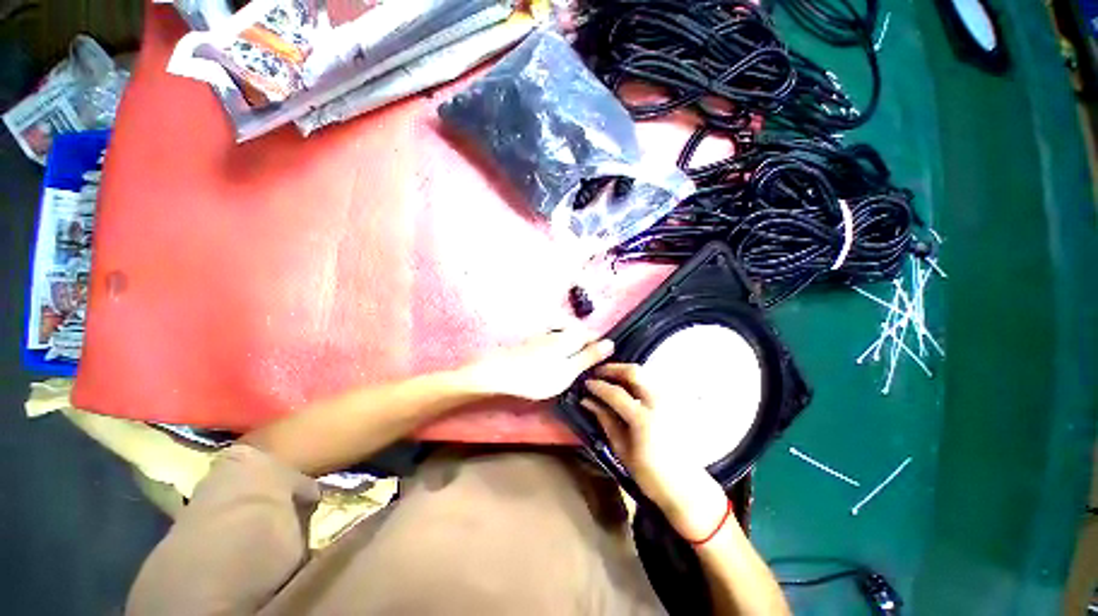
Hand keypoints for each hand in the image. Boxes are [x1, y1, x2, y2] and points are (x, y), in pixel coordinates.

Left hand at [462, 329, 614, 400]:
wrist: (499, 373)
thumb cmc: (537, 375)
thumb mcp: (568, 370)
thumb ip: (589, 357)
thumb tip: (610, 343)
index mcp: (570, 336)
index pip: (593, 335)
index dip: (600, 347)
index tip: (602, 363)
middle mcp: (559, 330)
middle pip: (579, 335)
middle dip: (586, 348)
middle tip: (586, 369)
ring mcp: (545, 334)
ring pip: (567, 339)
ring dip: (573, 350)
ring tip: (572, 369)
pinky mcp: (534, 341)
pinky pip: (555, 343)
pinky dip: (560, 352)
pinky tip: (555, 363)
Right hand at [583, 363, 727, 539]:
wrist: (686, 487)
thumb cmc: (651, 475)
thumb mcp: (622, 450)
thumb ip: (605, 421)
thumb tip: (587, 402)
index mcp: (643, 419)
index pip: (615, 393)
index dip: (598, 386)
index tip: (586, 383)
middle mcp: (658, 403)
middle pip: (633, 372)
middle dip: (613, 369)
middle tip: (598, 373)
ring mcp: (668, 401)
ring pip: (644, 374)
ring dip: (624, 372)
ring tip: (609, 379)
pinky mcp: (673, 403)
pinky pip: (651, 382)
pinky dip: (635, 380)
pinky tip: (626, 388)